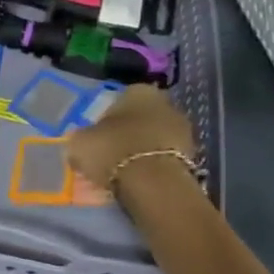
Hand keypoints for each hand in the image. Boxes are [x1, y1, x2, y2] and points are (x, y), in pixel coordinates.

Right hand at [66, 85, 195, 188]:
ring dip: (142, 150)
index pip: (119, 100)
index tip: (98, 137)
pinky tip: (140, 180)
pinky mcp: (193, 156)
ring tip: (124, 170)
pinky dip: (154, 165)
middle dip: (128, 132)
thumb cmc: (113, 150)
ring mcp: (183, 129)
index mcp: (139, 90)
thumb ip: (82, 136)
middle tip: (111, 153)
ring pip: (155, 137)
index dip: (106, 119)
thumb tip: (82, 140)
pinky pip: (165, 157)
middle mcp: (165, 102)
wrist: (154, 183)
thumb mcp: (81, 141)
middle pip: (141, 117)